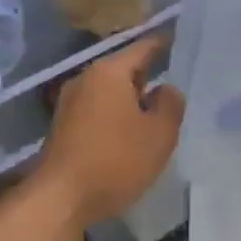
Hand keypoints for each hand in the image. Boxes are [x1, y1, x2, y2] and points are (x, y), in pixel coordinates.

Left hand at [34, 38, 183, 228]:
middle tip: (175, 84)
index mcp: (109, 72)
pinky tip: (131, 133)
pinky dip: (116, 115)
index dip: (163, 45)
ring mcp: (70, 104)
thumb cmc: (117, 160)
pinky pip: (98, 111)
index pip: (142, 48)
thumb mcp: (160, 134)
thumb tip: (167, 89)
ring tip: (156, 112)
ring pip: (110, 92)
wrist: (62, 198)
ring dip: (131, 100)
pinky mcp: (64, 127)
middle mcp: (85, 80)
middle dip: (148, 76)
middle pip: (124, 70)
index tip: (179, 42)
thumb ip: (170, 105)